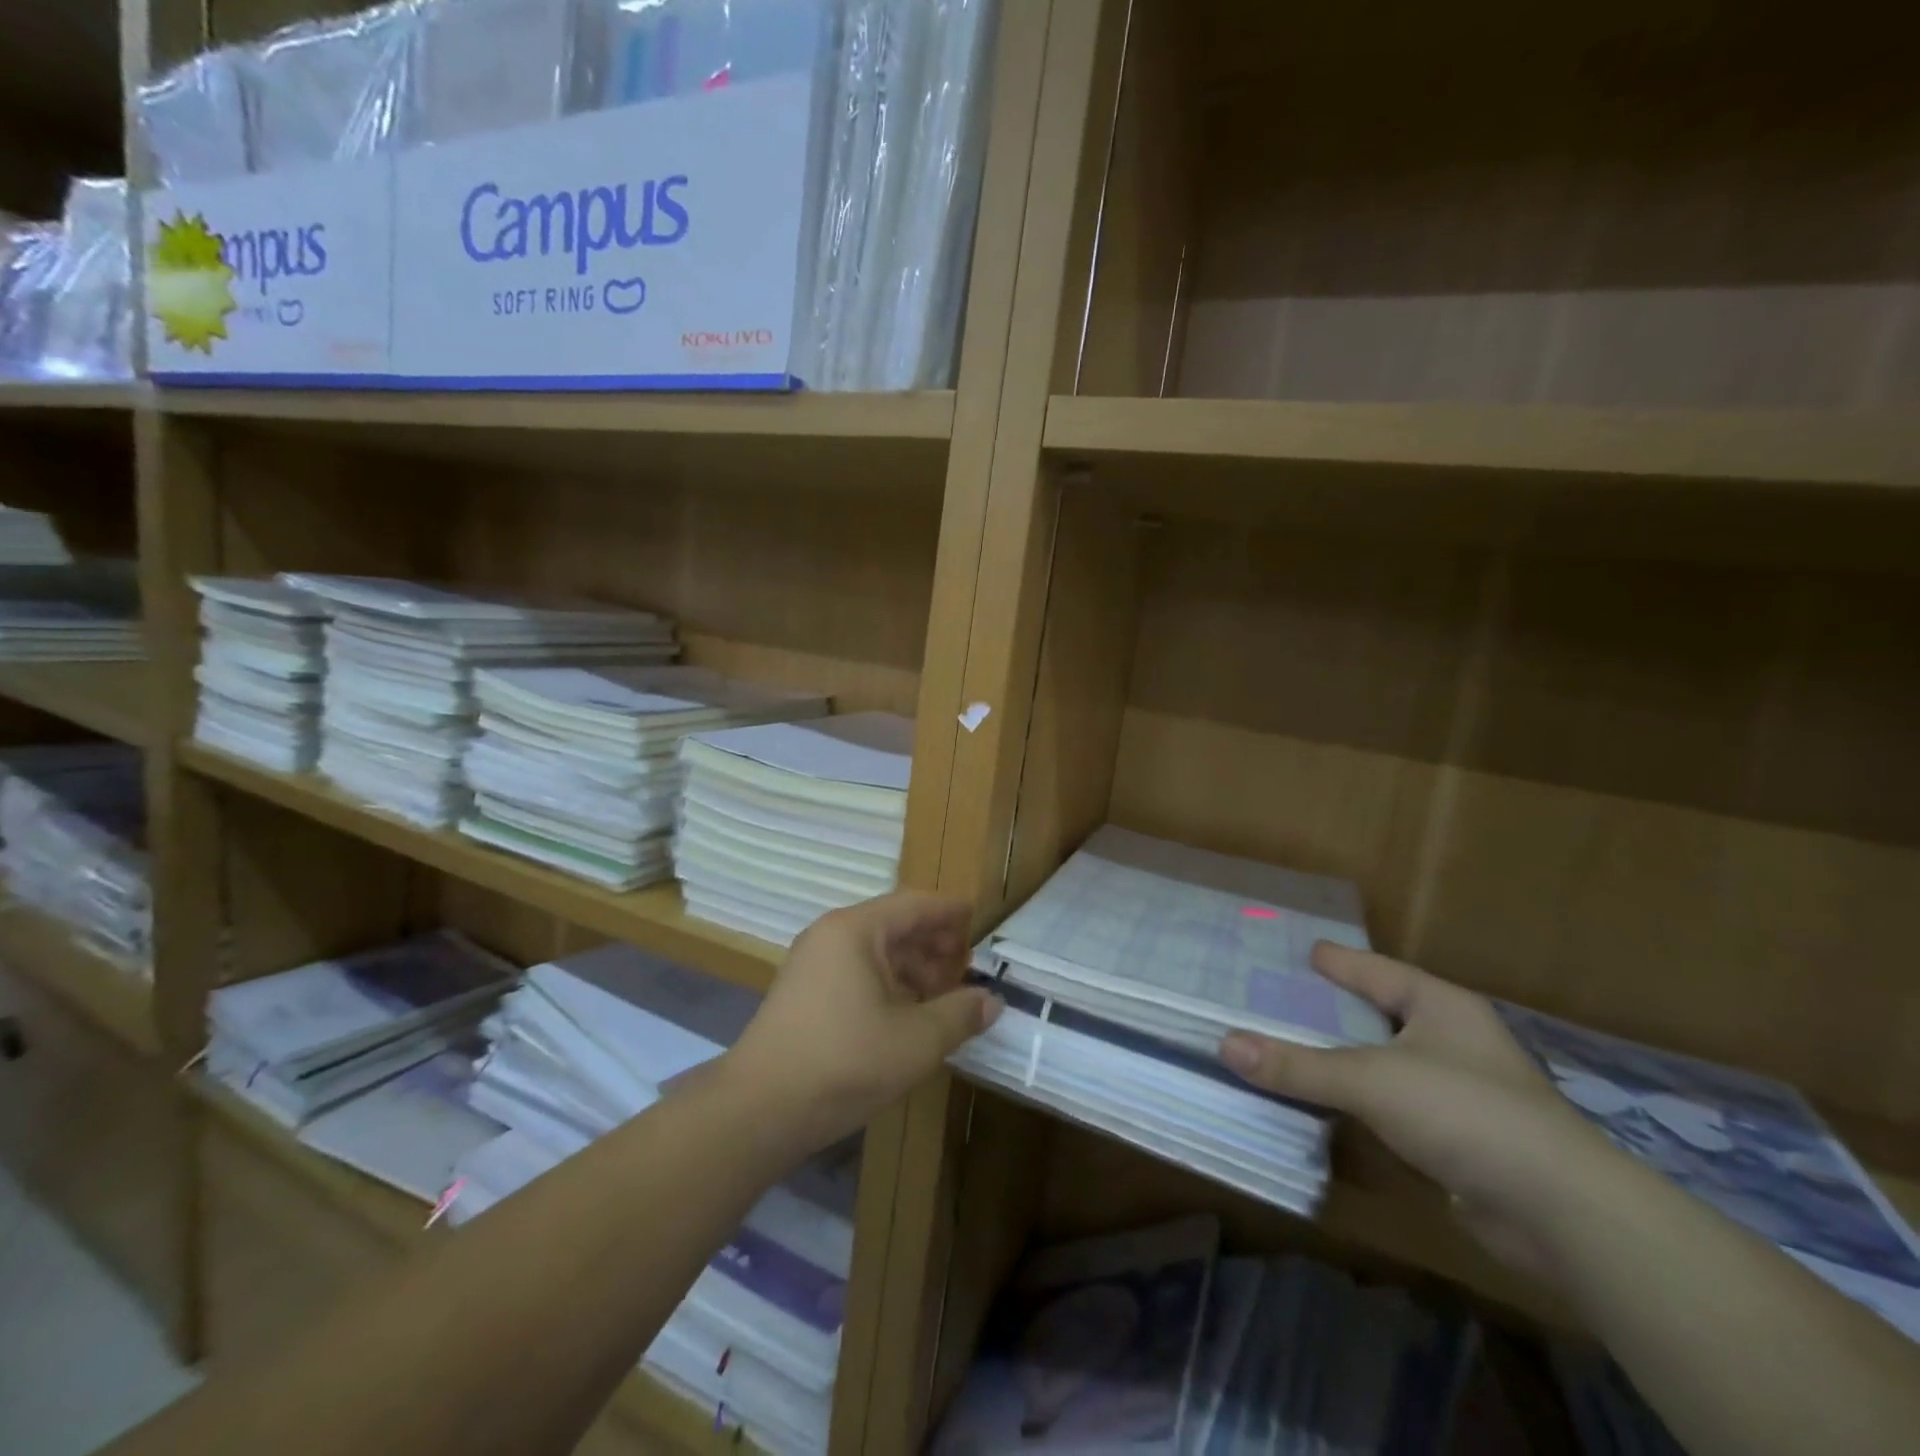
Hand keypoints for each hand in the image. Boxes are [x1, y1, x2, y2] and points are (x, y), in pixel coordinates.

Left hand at [724, 891, 1000, 1153]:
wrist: (759, 1110)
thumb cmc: (844, 1062)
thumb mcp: (916, 1040)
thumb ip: (959, 1014)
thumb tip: (991, 1001)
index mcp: (856, 930)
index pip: (915, 904)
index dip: (950, 912)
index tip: (980, 918)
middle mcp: (831, 936)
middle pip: (895, 925)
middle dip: (934, 944)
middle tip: (968, 966)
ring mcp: (813, 965)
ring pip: (876, 953)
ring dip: (913, 968)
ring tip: (945, 995)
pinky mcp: (805, 995)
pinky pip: (857, 974)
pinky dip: (889, 986)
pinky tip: (909, 1014)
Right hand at [1219, 944, 1615, 1277]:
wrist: (1563, 1213)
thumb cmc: (1464, 1112)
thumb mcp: (1370, 1080)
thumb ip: (1298, 1065)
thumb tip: (1225, 1044)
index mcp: (1441, 1006)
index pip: (1378, 971)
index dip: (1340, 960)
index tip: (1305, 950)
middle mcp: (1456, 1040)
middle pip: (1383, 1014)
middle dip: (1337, 1008)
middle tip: (1284, 998)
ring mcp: (1465, 1091)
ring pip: (1390, 1063)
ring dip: (1348, 1059)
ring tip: (1297, 1047)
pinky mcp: (1466, 1140)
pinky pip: (1398, 1107)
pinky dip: (1365, 1103)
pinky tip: (1333, 1106)